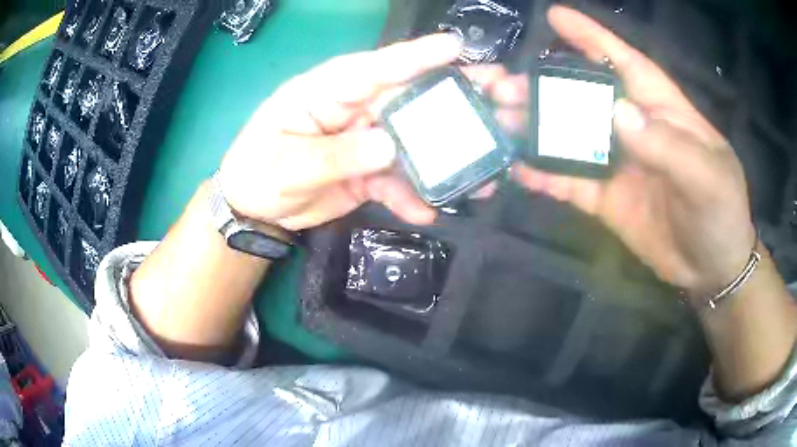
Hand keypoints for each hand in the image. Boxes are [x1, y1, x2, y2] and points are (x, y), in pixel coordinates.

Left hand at [218, 34, 461, 230]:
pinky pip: (399, 181)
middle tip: (500, 96)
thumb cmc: (256, 172)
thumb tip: (389, 146)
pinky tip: (429, 211)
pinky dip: (413, 196)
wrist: (253, 209)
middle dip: (454, 99)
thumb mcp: (287, 165)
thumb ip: (336, 155)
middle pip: (409, 99)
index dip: (416, 56)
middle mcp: (353, 109)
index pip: (374, 68)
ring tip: (485, 170)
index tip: (456, 47)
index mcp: (326, 92)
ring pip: (413, 142)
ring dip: (447, 156)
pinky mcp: (370, 171)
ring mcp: (365, 141)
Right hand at [512, 6, 755, 296]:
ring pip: (570, 137)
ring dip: (535, 128)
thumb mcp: (706, 177)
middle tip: (501, 85)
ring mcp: (617, 164)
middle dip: (544, 86)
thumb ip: (668, 145)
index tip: (555, 17)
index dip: (591, 37)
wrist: (710, 270)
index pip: (624, 62)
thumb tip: (618, 113)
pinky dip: (544, 174)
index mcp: (662, 109)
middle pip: (584, 97)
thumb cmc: (720, 214)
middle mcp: (635, 129)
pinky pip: (570, 181)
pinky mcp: (606, 198)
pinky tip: (518, 169)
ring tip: (497, 121)